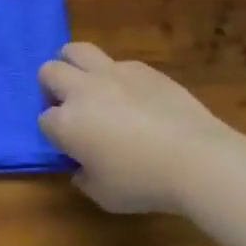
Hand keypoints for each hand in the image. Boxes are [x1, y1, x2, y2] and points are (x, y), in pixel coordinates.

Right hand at [37, 43, 245, 213]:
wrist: (201, 161)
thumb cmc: (145, 183)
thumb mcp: (103, 195)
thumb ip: (83, 178)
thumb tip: (81, 168)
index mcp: (66, 123)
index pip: (44, 120)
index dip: (55, 132)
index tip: (70, 146)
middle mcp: (82, 91)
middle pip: (49, 71)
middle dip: (52, 86)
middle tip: (69, 105)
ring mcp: (113, 74)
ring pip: (76, 50)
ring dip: (74, 64)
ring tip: (88, 84)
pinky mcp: (144, 70)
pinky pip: (118, 63)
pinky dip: (117, 76)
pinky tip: (134, 96)